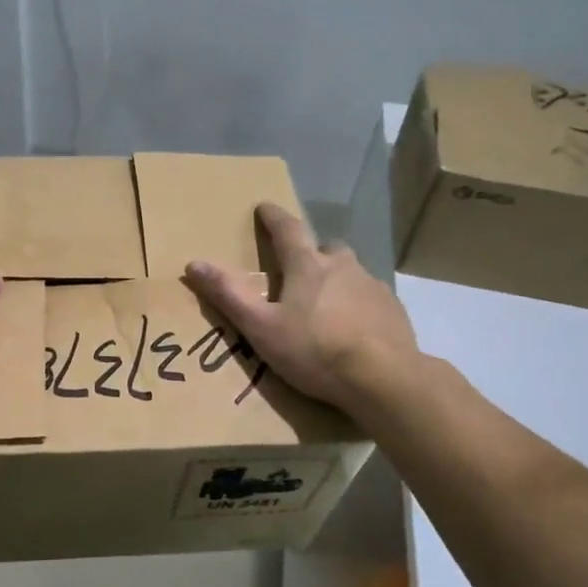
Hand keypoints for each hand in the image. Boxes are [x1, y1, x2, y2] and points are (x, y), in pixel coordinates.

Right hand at [184, 203, 419, 411]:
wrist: (383, 378)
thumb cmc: (315, 350)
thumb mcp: (261, 328)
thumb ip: (228, 295)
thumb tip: (194, 264)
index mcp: (307, 266)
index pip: (287, 229)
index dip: (273, 217)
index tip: (264, 207)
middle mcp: (342, 266)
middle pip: (326, 248)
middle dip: (312, 252)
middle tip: (301, 269)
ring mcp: (372, 286)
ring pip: (350, 272)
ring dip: (337, 280)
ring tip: (327, 306)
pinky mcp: (393, 310)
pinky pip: (370, 297)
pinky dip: (359, 304)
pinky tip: (355, 329)